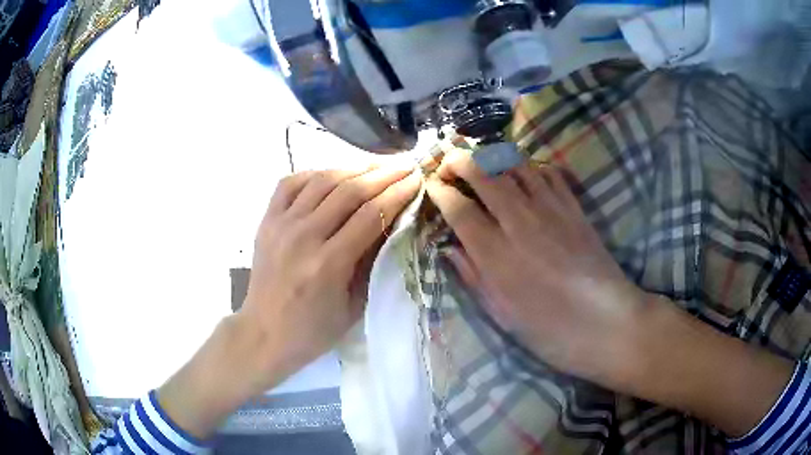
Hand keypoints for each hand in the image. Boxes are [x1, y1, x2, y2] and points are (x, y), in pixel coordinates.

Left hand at [159, 166, 419, 438]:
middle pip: (349, 190)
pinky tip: (333, 174)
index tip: (417, 179)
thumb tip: (392, 224)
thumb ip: (372, 264)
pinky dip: (315, 173)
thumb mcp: (354, 307)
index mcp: (328, 264)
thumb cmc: (313, 331)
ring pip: (322, 180)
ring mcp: (280, 225)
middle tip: (405, 165)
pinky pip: (291, 183)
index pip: (371, 214)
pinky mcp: (266, 221)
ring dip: (354, 168)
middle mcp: (303, 237)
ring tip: (377, 165)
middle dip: (383, 174)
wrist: (263, 334)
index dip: (398, 193)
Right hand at [426, 151, 645, 381]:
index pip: (458, 207)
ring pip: (514, 163)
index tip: (431, 186)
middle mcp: (520, 222)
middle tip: (448, 164)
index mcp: (496, 254)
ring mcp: (550, 209)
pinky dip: (528, 166)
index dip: (439, 191)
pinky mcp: (573, 207)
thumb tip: (450, 248)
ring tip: (480, 163)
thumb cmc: (550, 330)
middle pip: (483, 172)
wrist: (607, 324)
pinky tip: (522, 175)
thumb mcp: (502, 314)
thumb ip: (473, 276)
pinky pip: (547, 172)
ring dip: (491, 156)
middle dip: (458, 160)